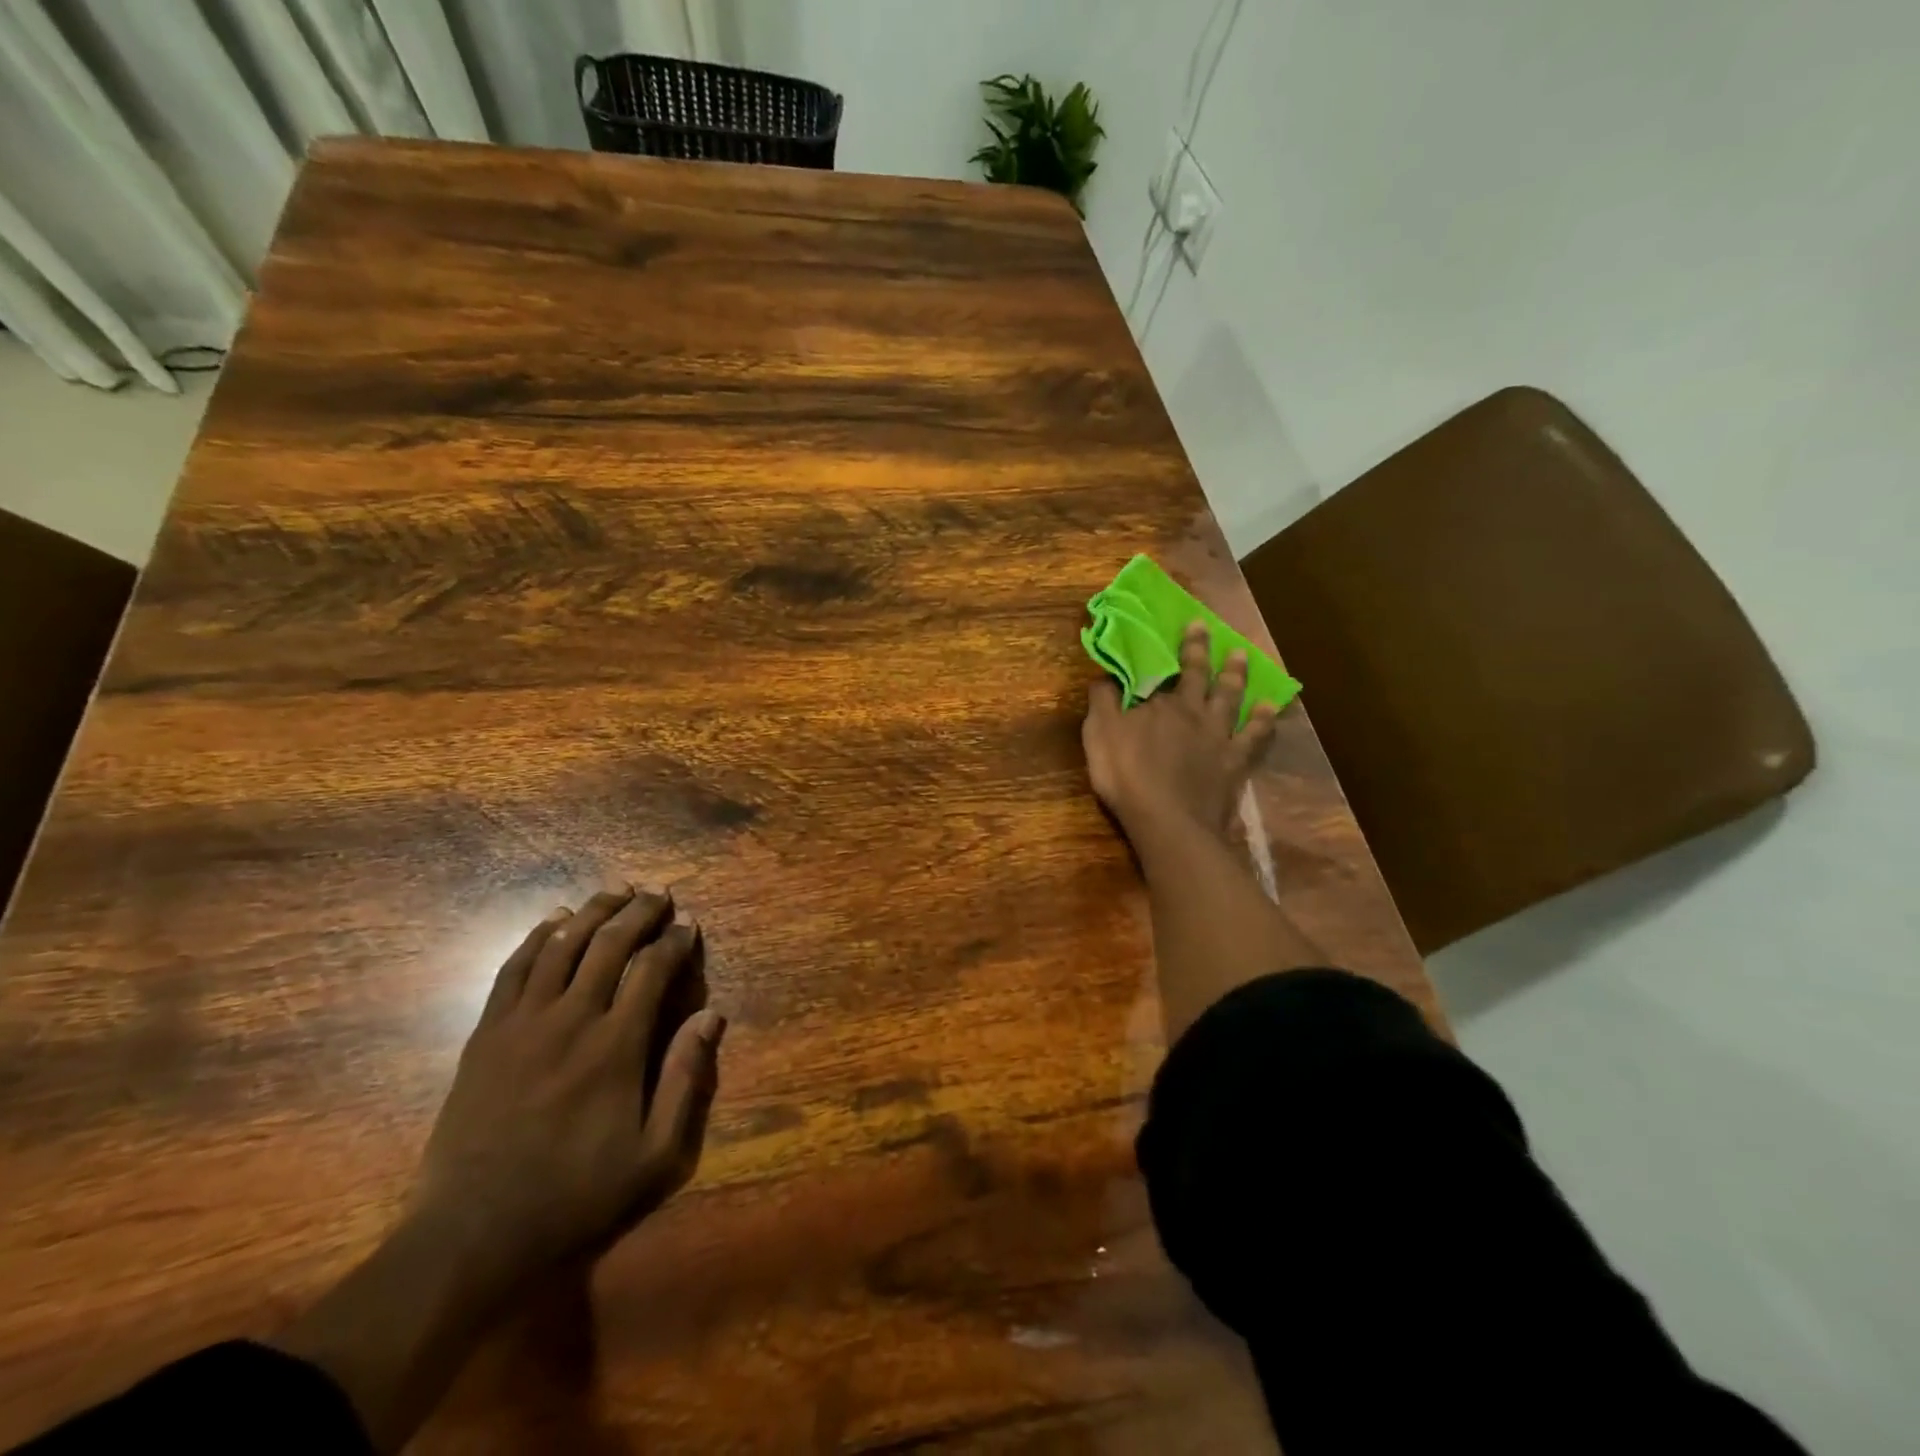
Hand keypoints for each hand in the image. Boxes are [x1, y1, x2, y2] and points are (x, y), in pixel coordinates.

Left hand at [413, 882, 725, 1280]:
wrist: (471, 1239)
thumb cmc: (576, 1198)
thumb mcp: (656, 1157)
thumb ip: (686, 1080)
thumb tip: (712, 1015)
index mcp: (616, 1046)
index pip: (652, 969)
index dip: (675, 940)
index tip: (689, 924)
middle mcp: (571, 1020)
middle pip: (609, 944)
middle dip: (639, 912)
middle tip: (659, 895)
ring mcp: (522, 1024)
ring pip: (561, 946)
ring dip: (592, 912)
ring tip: (615, 892)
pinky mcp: (486, 1036)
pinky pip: (513, 969)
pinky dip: (536, 937)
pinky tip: (553, 921)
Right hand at [1083, 621, 1278, 839]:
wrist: (1168, 820)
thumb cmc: (1127, 776)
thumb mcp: (1100, 735)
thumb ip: (1102, 702)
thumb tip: (1104, 675)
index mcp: (1161, 704)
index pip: (1167, 670)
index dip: (1178, 648)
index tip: (1189, 624)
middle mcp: (1194, 712)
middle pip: (1202, 676)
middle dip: (1204, 652)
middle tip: (1210, 630)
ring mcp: (1219, 737)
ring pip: (1231, 698)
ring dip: (1237, 676)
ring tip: (1243, 657)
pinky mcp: (1235, 763)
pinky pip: (1254, 737)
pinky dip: (1263, 721)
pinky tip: (1270, 708)